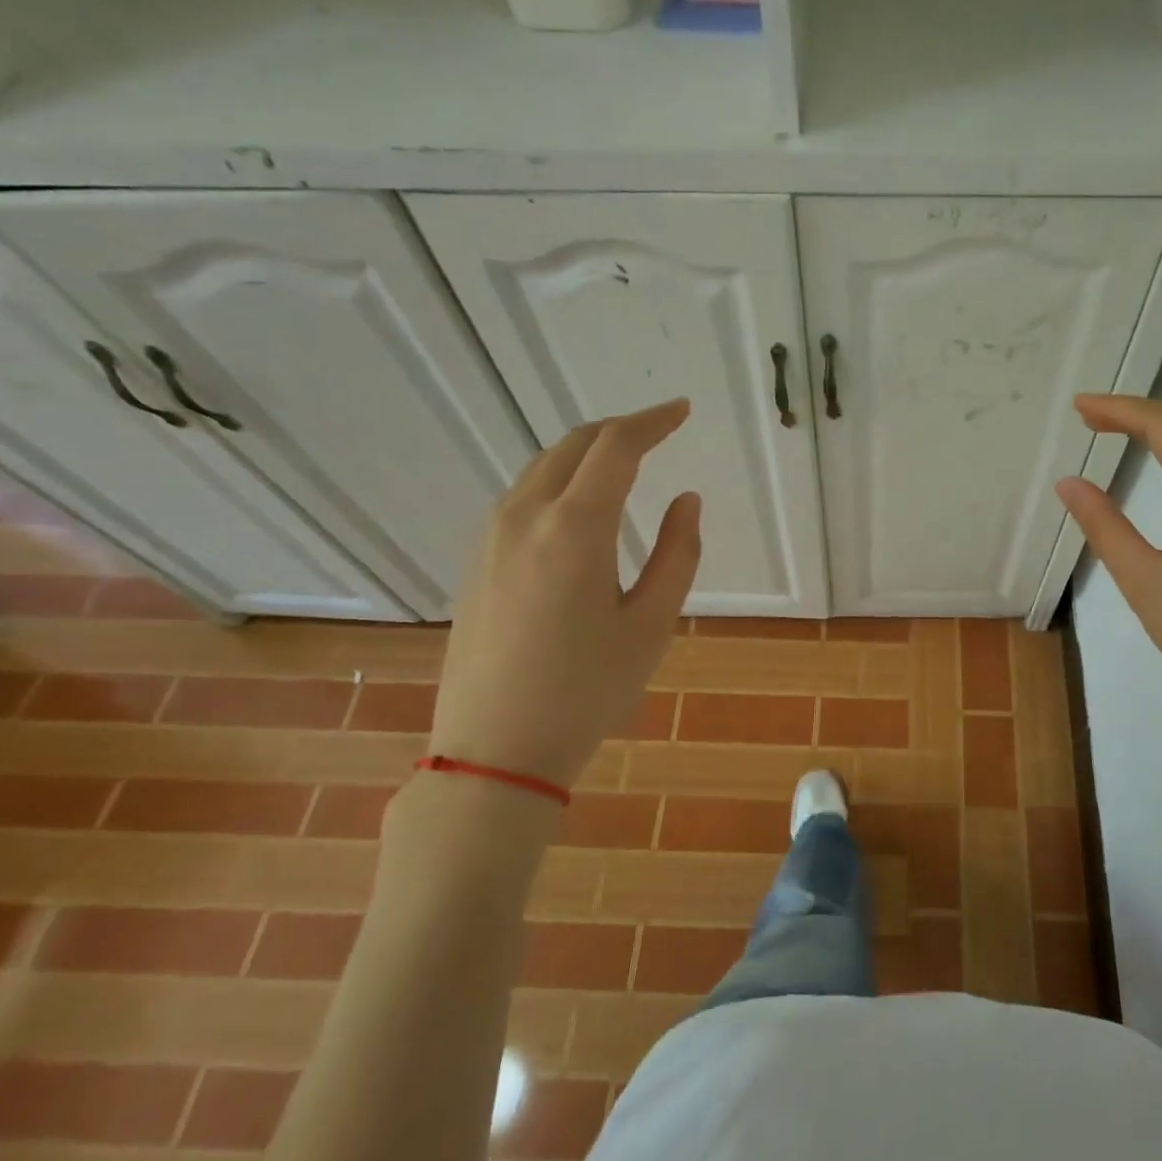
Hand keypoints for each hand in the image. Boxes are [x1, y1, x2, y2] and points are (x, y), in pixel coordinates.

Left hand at [427, 399, 701, 789]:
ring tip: (624, 466)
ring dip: (585, 455)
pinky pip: (521, 499)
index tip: (681, 410)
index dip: (653, 421)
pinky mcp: (476, 563)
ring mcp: (490, 539)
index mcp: (574, 528)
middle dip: (619, 430)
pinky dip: (559, 483)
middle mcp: (524, 517)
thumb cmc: (588, 691)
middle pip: (572, 446)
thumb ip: (678, 554)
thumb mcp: (651, 625)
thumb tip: (686, 500)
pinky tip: (579, 510)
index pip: (616, 447)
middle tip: (658, 432)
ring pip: (541, 469)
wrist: (495, 750)